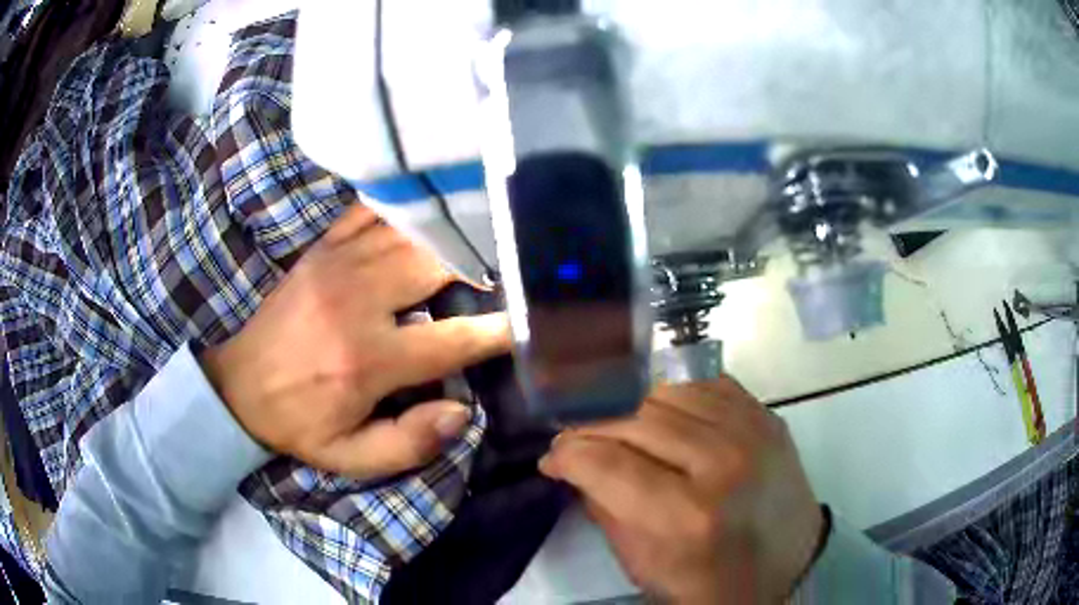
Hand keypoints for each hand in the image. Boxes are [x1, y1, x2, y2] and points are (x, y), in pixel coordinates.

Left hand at [201, 205, 510, 479]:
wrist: (238, 385)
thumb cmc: (299, 423)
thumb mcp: (349, 458)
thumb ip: (409, 444)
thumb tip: (461, 412)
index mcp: (367, 360)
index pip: (453, 339)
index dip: (499, 330)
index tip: (530, 319)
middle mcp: (356, 302)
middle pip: (437, 265)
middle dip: (481, 264)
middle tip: (509, 265)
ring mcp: (337, 265)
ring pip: (411, 233)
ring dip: (450, 234)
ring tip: (482, 234)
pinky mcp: (321, 250)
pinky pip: (371, 213)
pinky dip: (404, 208)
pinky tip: (427, 210)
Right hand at [540, 379, 823, 603]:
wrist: (789, 563)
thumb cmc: (712, 580)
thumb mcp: (644, 565)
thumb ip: (604, 509)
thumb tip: (572, 464)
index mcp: (688, 515)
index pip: (606, 462)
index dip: (567, 454)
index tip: (552, 458)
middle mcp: (722, 462)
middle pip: (635, 417)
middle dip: (591, 426)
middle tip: (575, 440)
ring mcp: (752, 430)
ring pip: (667, 390)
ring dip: (629, 407)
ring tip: (617, 427)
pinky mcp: (767, 415)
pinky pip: (705, 384)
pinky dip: (672, 395)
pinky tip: (661, 415)